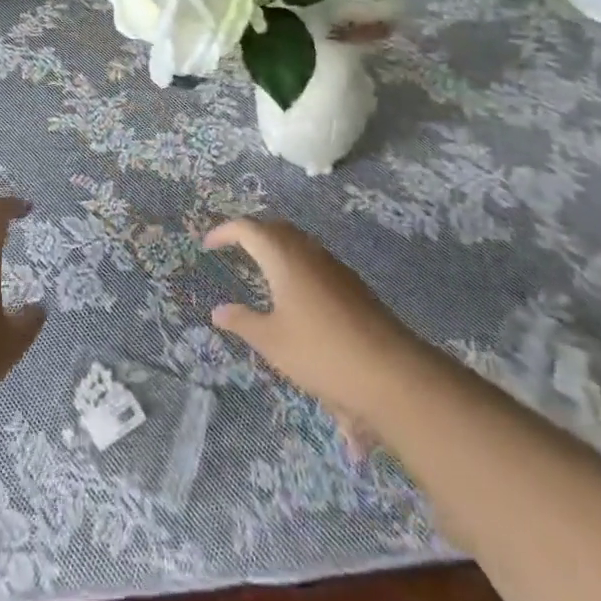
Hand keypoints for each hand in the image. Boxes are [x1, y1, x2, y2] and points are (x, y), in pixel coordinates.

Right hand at [205, 218, 405, 416]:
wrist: (391, 373)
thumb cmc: (320, 352)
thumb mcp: (272, 341)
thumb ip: (243, 322)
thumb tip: (218, 311)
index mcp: (283, 257)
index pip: (248, 229)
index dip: (225, 232)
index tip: (208, 245)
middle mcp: (309, 252)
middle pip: (276, 228)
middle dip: (252, 233)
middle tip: (234, 248)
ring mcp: (335, 267)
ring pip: (299, 243)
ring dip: (277, 247)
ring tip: (261, 268)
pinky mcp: (353, 285)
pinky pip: (315, 260)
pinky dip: (296, 264)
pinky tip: (296, 293)